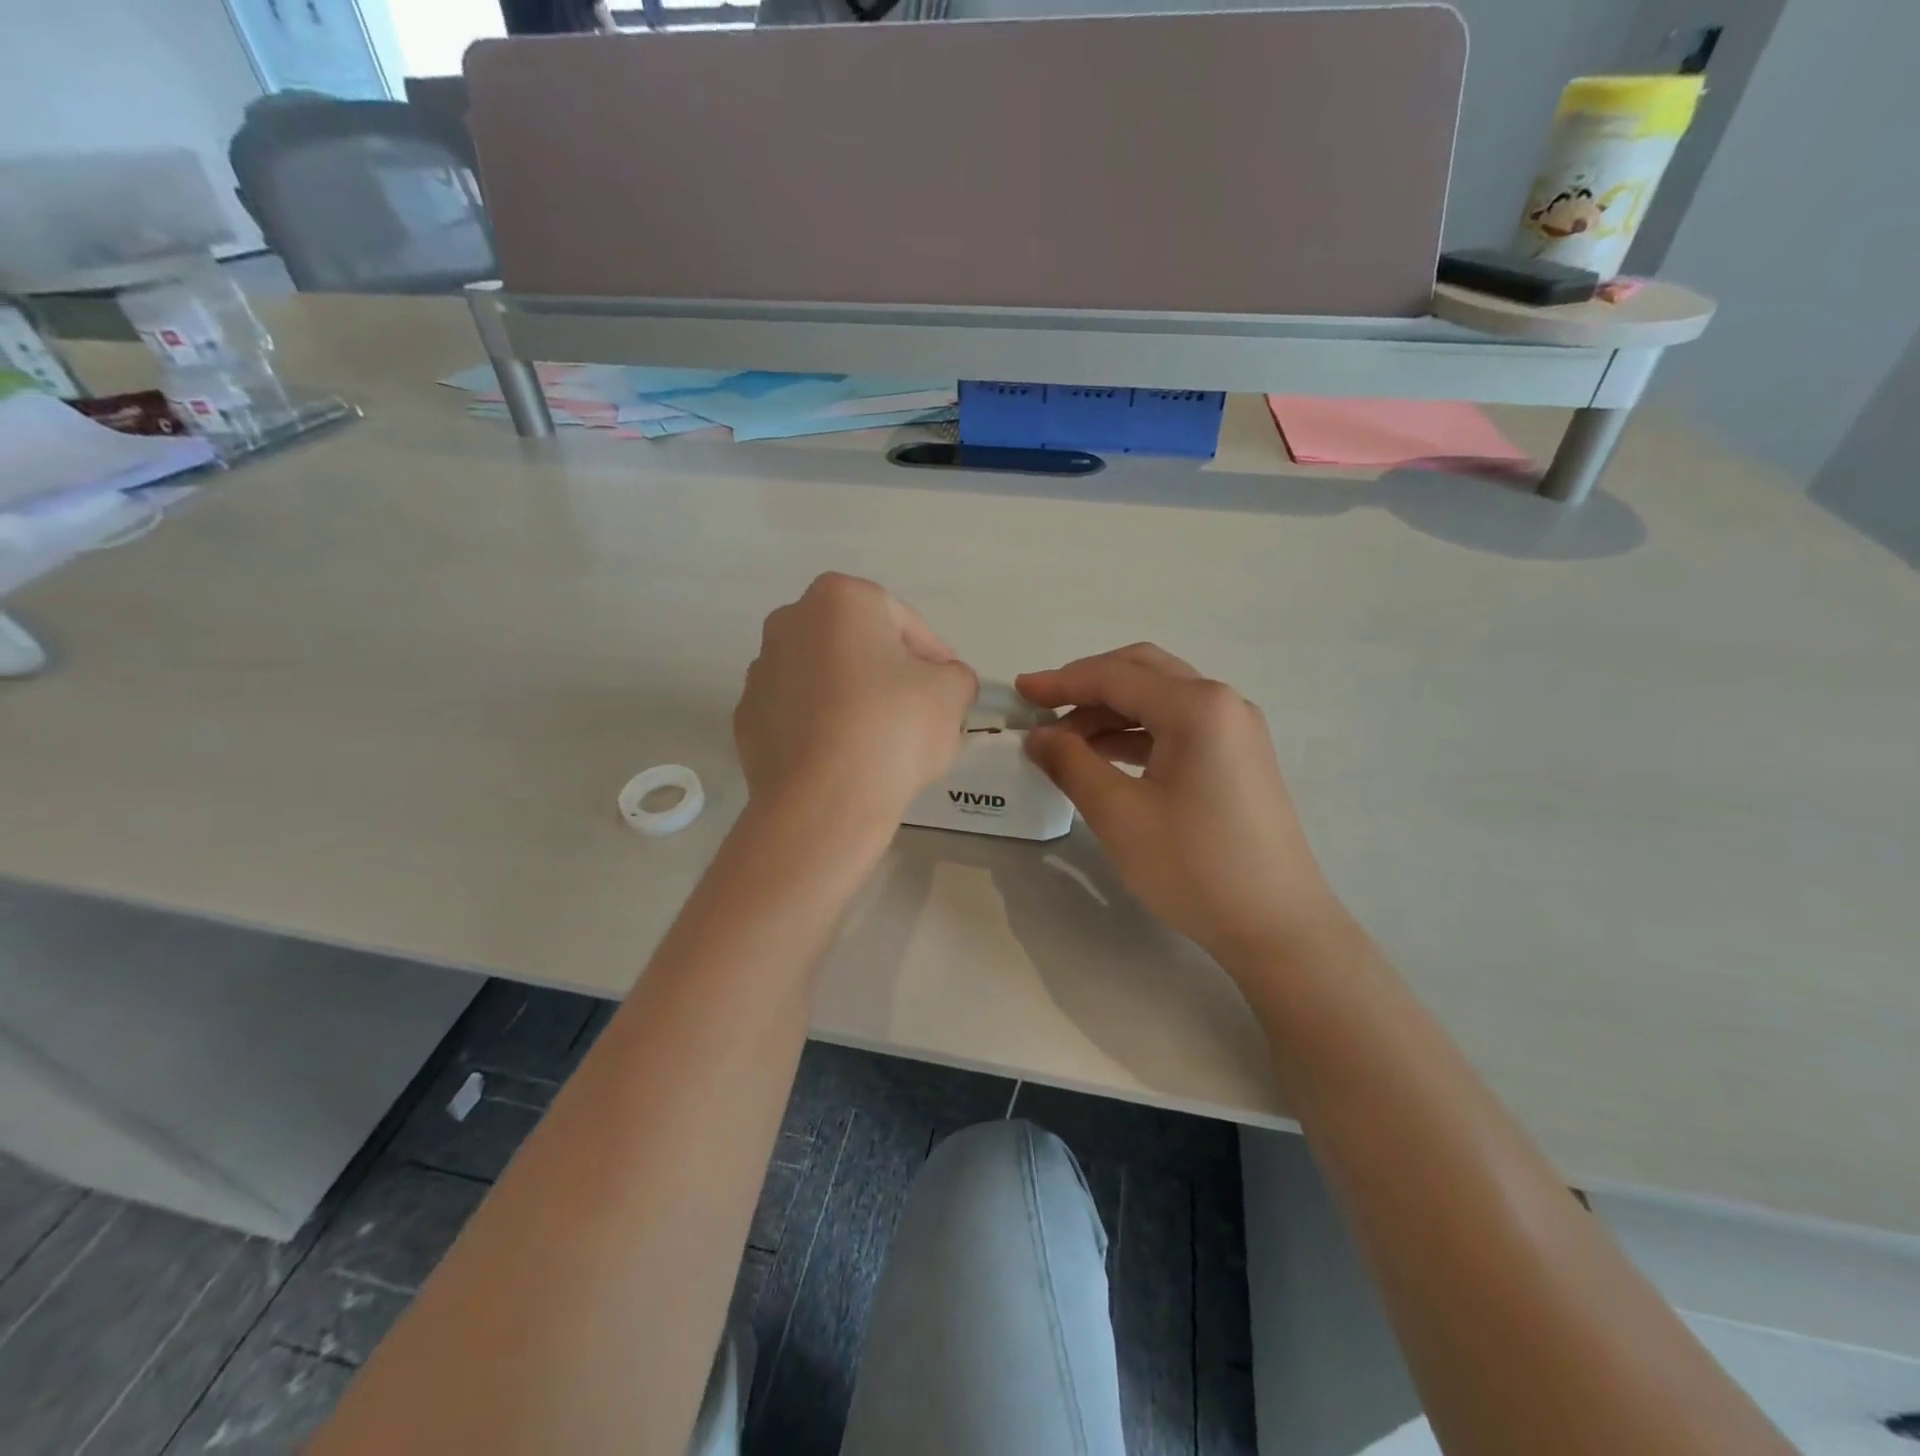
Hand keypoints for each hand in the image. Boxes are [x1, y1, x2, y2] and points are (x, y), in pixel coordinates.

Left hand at [736, 574, 976, 828]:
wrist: (823, 801)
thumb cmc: (892, 727)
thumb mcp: (952, 692)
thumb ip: (955, 676)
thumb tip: (943, 683)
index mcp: (840, 599)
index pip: (903, 621)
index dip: (933, 656)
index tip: (948, 689)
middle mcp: (789, 622)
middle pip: (857, 645)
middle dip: (887, 672)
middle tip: (917, 712)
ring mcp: (761, 672)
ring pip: (823, 679)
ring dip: (851, 699)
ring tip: (880, 743)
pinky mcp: (746, 720)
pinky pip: (798, 716)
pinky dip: (821, 729)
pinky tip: (844, 761)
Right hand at [1016, 645, 1341, 966]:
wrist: (1277, 927)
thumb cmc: (1194, 866)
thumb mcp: (1118, 813)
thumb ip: (1071, 763)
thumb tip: (1038, 736)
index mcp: (1196, 706)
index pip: (1114, 677)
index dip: (1061, 682)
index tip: (1019, 692)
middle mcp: (1222, 703)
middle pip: (1142, 673)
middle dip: (1087, 686)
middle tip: (1043, 709)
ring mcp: (1237, 730)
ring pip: (1161, 700)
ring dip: (1111, 712)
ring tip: (1066, 743)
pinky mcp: (1240, 759)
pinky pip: (1179, 727)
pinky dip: (1138, 734)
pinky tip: (1107, 758)